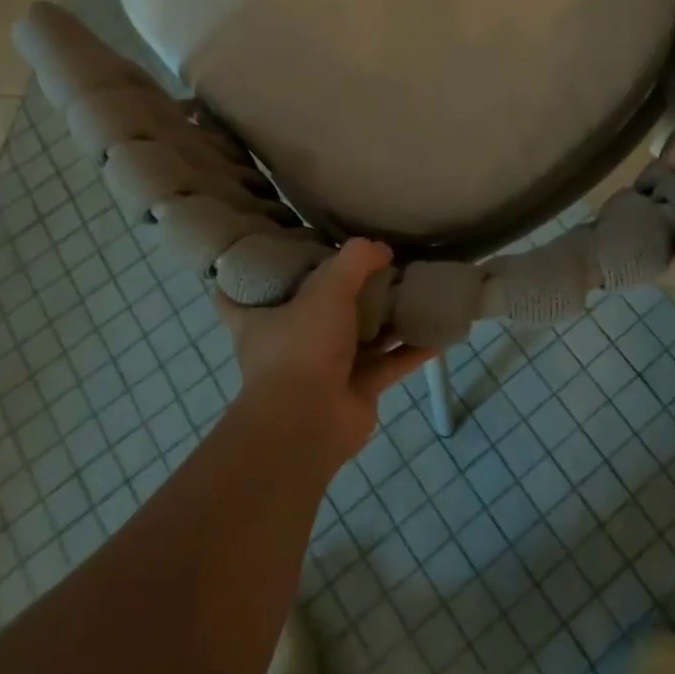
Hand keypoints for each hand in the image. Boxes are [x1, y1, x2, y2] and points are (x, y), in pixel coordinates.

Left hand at [213, 240, 436, 469]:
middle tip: (364, 261)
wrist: (309, 425)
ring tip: (411, 287)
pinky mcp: (357, 389)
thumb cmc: (302, 347)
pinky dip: (413, 350)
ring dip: (384, 316)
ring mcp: (325, 367)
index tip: (267, 248)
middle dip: (338, 289)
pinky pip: (390, 363)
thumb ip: (355, 261)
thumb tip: (381, 248)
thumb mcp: (326, 289)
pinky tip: (438, 332)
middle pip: (313, 309)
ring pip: (359, 335)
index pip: (236, 293)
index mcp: (262, 318)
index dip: (248, 271)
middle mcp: (290, 342)